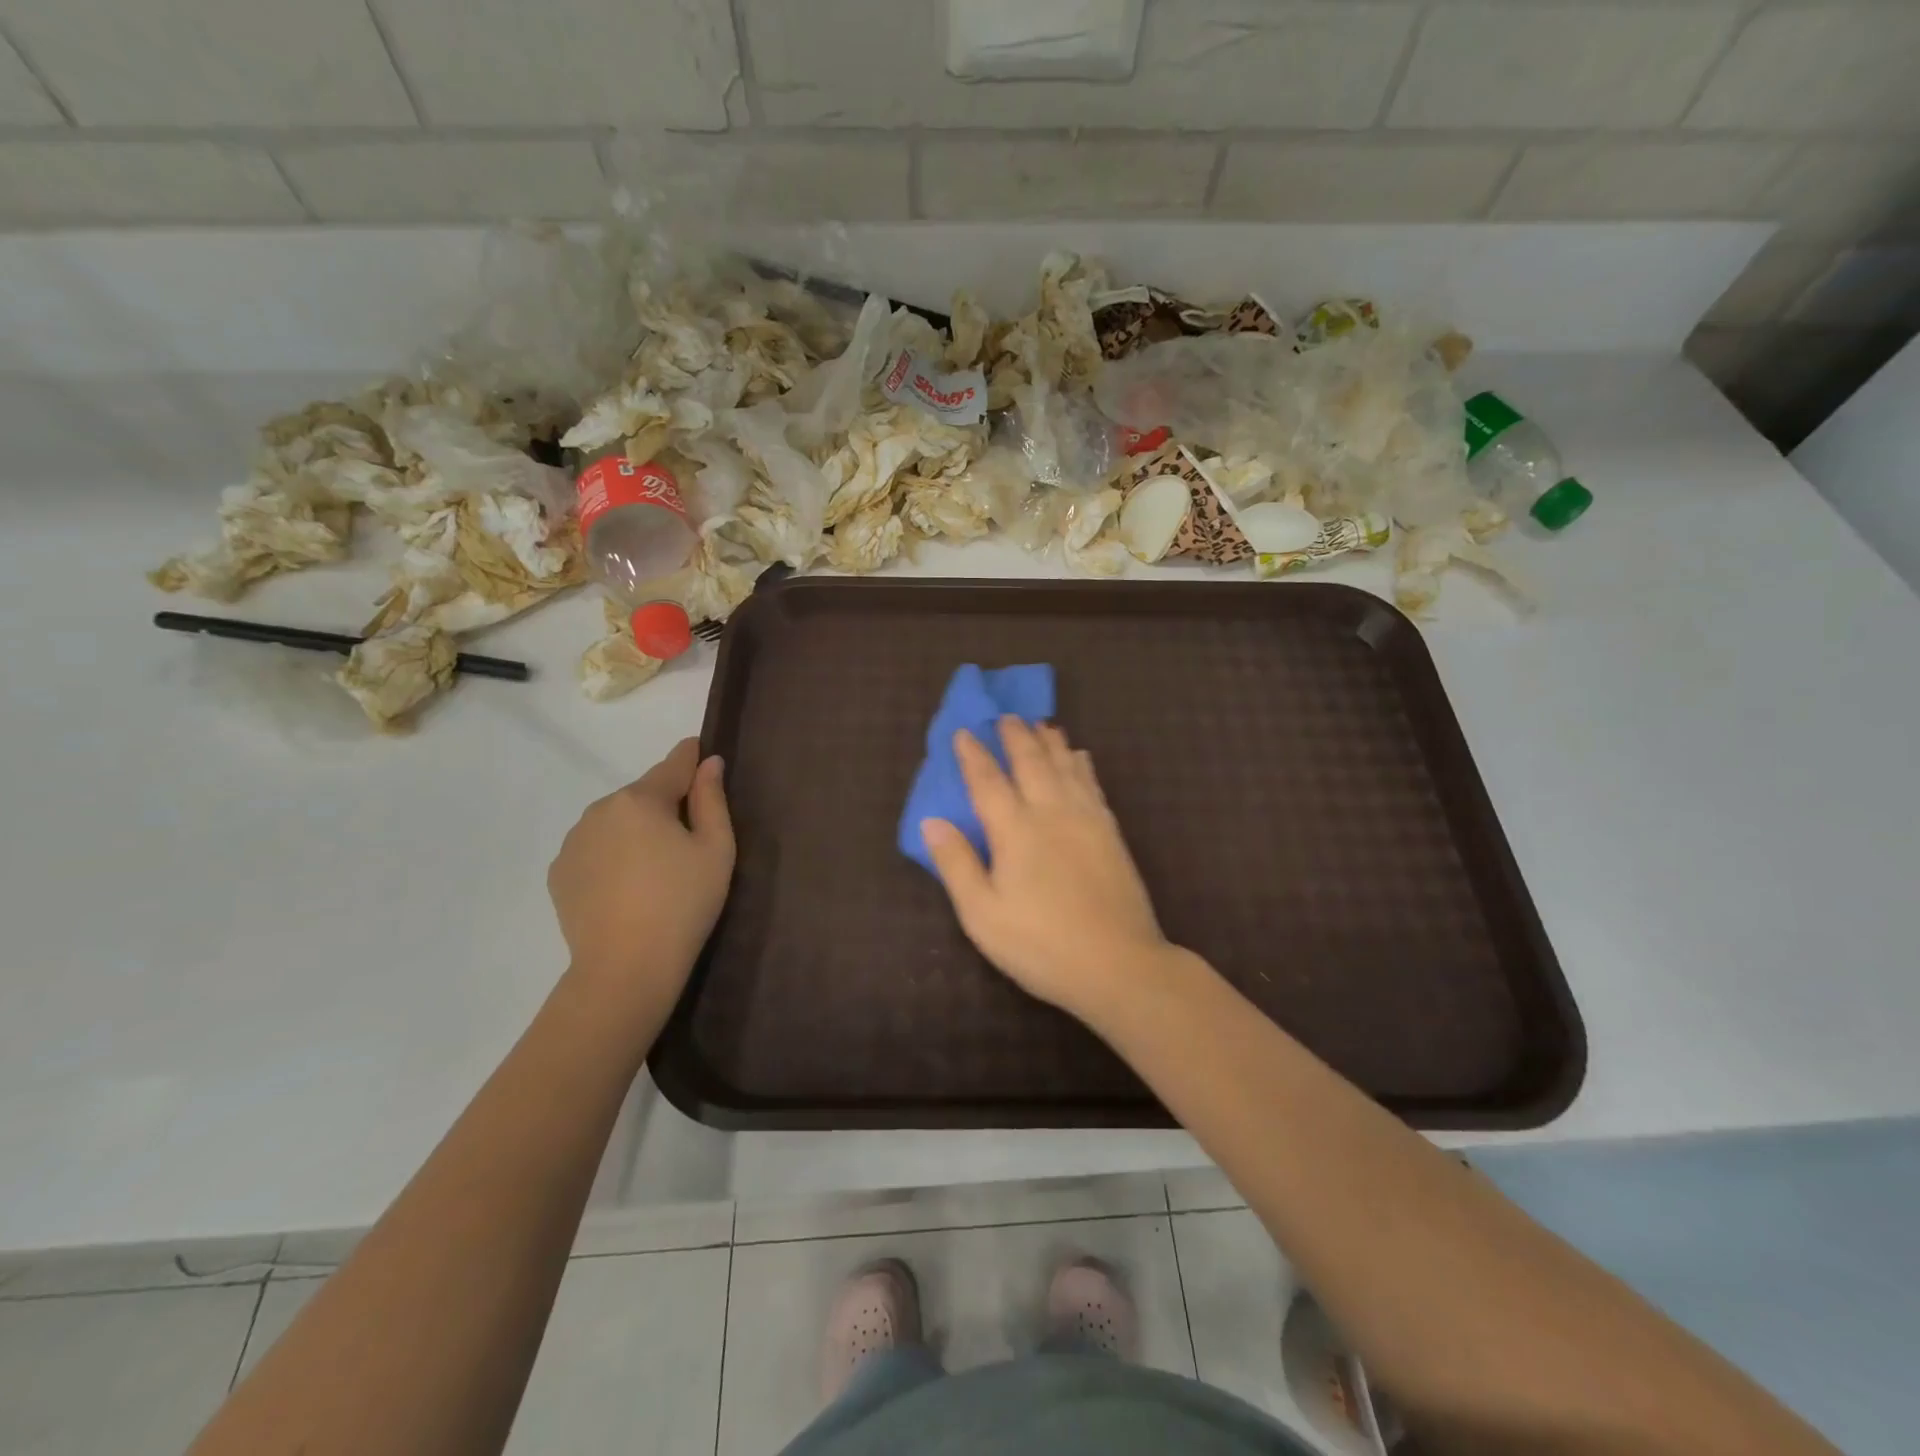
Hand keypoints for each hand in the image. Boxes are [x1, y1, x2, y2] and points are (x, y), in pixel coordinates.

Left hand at [548, 738, 733, 1020]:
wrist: (626, 968)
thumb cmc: (683, 903)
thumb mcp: (716, 849)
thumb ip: (713, 800)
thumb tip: (709, 763)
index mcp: (641, 799)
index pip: (673, 764)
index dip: (691, 757)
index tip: (702, 752)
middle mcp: (600, 809)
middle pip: (643, 796)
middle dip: (664, 806)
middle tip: (688, 842)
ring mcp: (573, 842)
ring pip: (616, 822)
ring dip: (635, 831)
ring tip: (655, 871)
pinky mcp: (559, 873)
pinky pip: (594, 850)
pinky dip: (612, 856)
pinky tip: (627, 888)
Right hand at [922, 718, 1172, 1022]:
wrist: (1119, 964)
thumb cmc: (1041, 944)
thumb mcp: (983, 914)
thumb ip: (956, 864)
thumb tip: (932, 821)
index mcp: (1015, 829)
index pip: (988, 780)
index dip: (973, 754)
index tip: (963, 732)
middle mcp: (1051, 811)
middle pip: (1031, 761)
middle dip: (1015, 735)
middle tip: (1005, 716)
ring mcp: (1086, 818)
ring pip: (1065, 765)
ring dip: (1050, 741)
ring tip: (1041, 724)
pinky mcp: (1111, 831)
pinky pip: (1092, 782)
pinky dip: (1081, 763)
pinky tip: (1080, 756)